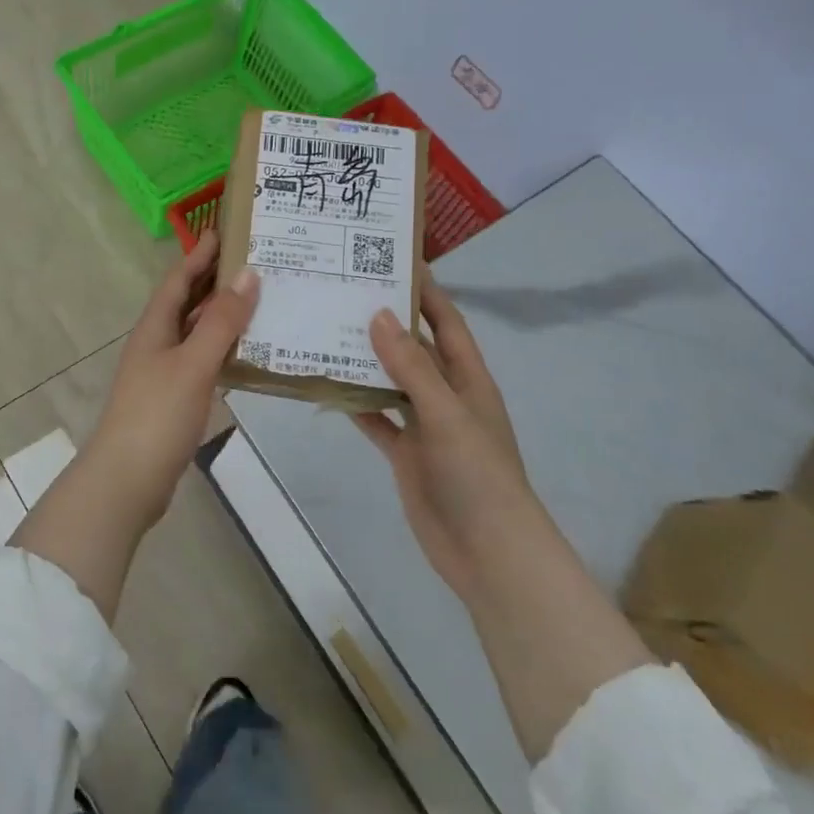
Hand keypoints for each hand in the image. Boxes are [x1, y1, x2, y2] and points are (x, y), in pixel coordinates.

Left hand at [84, 230, 259, 525]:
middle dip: (215, 279)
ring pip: (196, 331)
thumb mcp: (193, 364)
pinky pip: (202, 360)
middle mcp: (157, 342)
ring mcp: (164, 372)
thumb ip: (221, 321)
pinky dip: (223, 349)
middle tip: (254, 260)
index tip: (225, 229)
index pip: (178, 278)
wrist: (127, 481)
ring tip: (260, 300)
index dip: (199, 253)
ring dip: (222, 314)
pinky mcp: (174, 398)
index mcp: (155, 327)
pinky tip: (248, 352)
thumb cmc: (157, 415)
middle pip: (187, 301)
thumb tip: (248, 274)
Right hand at [354, 279, 530, 594]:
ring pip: (391, 381)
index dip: (426, 293)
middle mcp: (446, 395)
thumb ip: (411, 366)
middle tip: (344, 292)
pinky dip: (356, 404)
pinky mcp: (406, 453)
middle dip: (386, 321)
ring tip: (326, 329)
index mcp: (468, 379)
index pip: (447, 323)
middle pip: (414, 348)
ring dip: (366, 360)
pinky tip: (327, 385)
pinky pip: (377, 419)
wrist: (487, 552)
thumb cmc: (477, 474)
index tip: (393, 261)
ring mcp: (424, 425)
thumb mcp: (446, 413)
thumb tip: (377, 314)